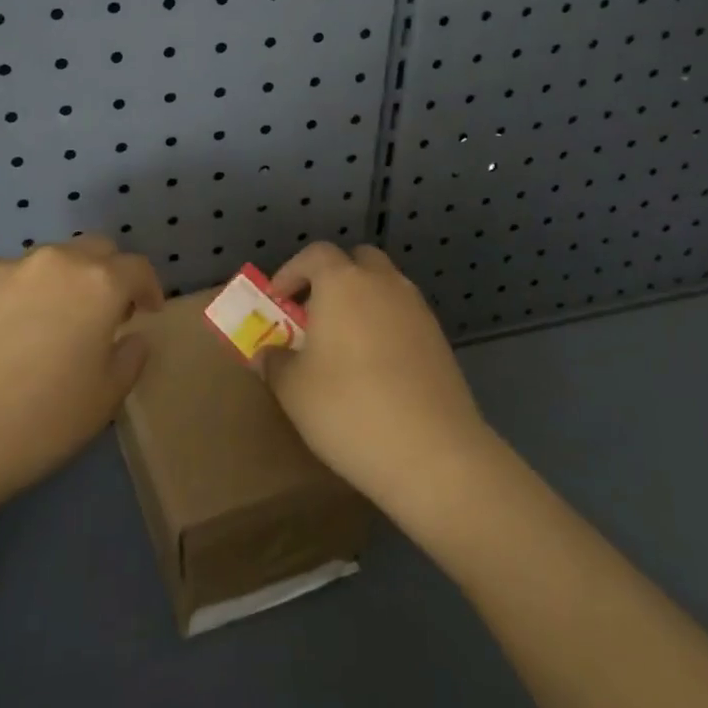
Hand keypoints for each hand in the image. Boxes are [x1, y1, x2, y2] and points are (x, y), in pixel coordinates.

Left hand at [0, 236, 162, 515]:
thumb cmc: (39, 422)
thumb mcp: (105, 399)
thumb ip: (131, 358)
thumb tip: (131, 337)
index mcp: (98, 283)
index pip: (137, 268)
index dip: (148, 288)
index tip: (146, 312)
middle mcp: (55, 262)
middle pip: (94, 250)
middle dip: (107, 274)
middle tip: (102, 313)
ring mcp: (5, 269)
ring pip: (47, 262)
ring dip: (60, 282)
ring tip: (48, 324)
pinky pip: (4, 279)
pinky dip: (16, 295)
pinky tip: (1, 335)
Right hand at [264, 243, 491, 513]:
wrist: (433, 452)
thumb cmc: (349, 409)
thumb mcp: (293, 390)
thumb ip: (275, 363)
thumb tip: (268, 354)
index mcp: (343, 282)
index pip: (315, 254)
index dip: (292, 271)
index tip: (278, 300)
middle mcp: (383, 283)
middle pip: (357, 260)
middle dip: (333, 278)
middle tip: (314, 314)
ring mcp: (417, 309)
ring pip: (385, 287)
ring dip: (362, 302)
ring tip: (343, 344)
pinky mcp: (439, 339)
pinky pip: (404, 316)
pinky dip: (386, 326)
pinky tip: (376, 368)